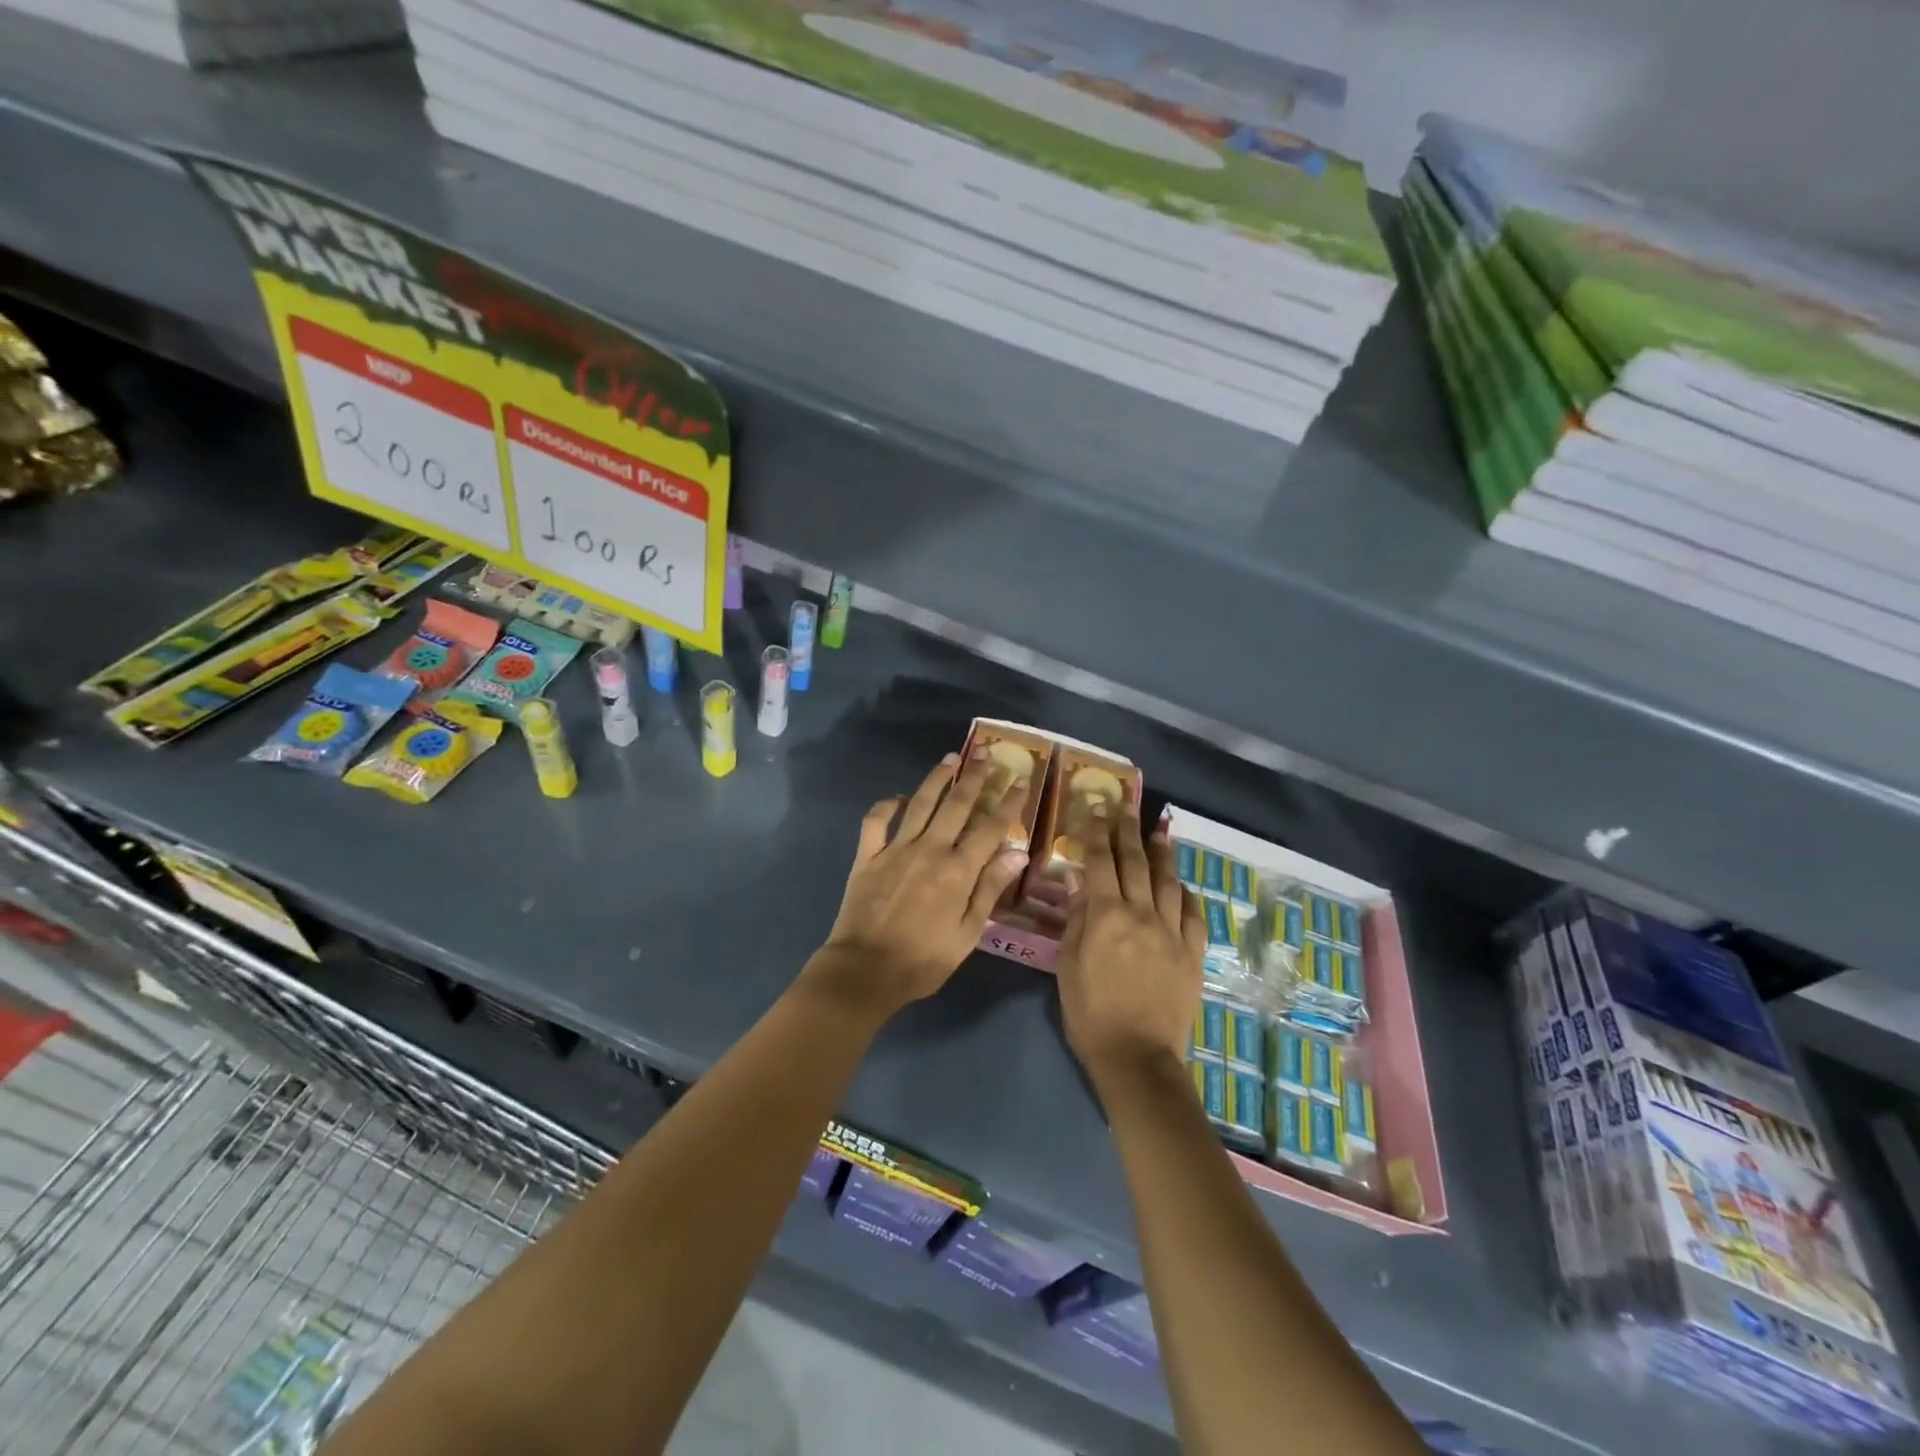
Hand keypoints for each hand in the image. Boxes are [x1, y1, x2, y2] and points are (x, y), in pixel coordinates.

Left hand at [811, 751, 1030, 1016]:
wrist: (865, 970)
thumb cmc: (923, 960)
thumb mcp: (967, 933)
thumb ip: (990, 889)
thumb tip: (1017, 853)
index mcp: (957, 870)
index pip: (990, 828)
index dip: (1008, 803)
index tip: (1021, 781)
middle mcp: (929, 849)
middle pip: (956, 804)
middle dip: (974, 777)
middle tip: (986, 754)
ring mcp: (895, 849)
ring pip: (920, 803)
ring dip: (937, 778)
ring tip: (951, 758)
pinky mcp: (867, 855)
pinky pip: (876, 821)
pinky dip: (885, 805)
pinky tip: (897, 797)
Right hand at [1057, 804, 1204, 1084]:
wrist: (1138, 1056)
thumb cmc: (1090, 1013)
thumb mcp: (1068, 964)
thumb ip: (1077, 918)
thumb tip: (1079, 880)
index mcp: (1106, 915)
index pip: (1101, 862)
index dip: (1098, 833)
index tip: (1097, 809)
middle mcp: (1142, 914)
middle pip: (1136, 863)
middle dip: (1130, 831)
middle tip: (1129, 807)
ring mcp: (1172, 932)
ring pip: (1169, 882)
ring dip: (1163, 854)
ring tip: (1160, 832)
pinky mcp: (1192, 953)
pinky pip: (1194, 915)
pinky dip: (1188, 894)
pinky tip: (1183, 885)